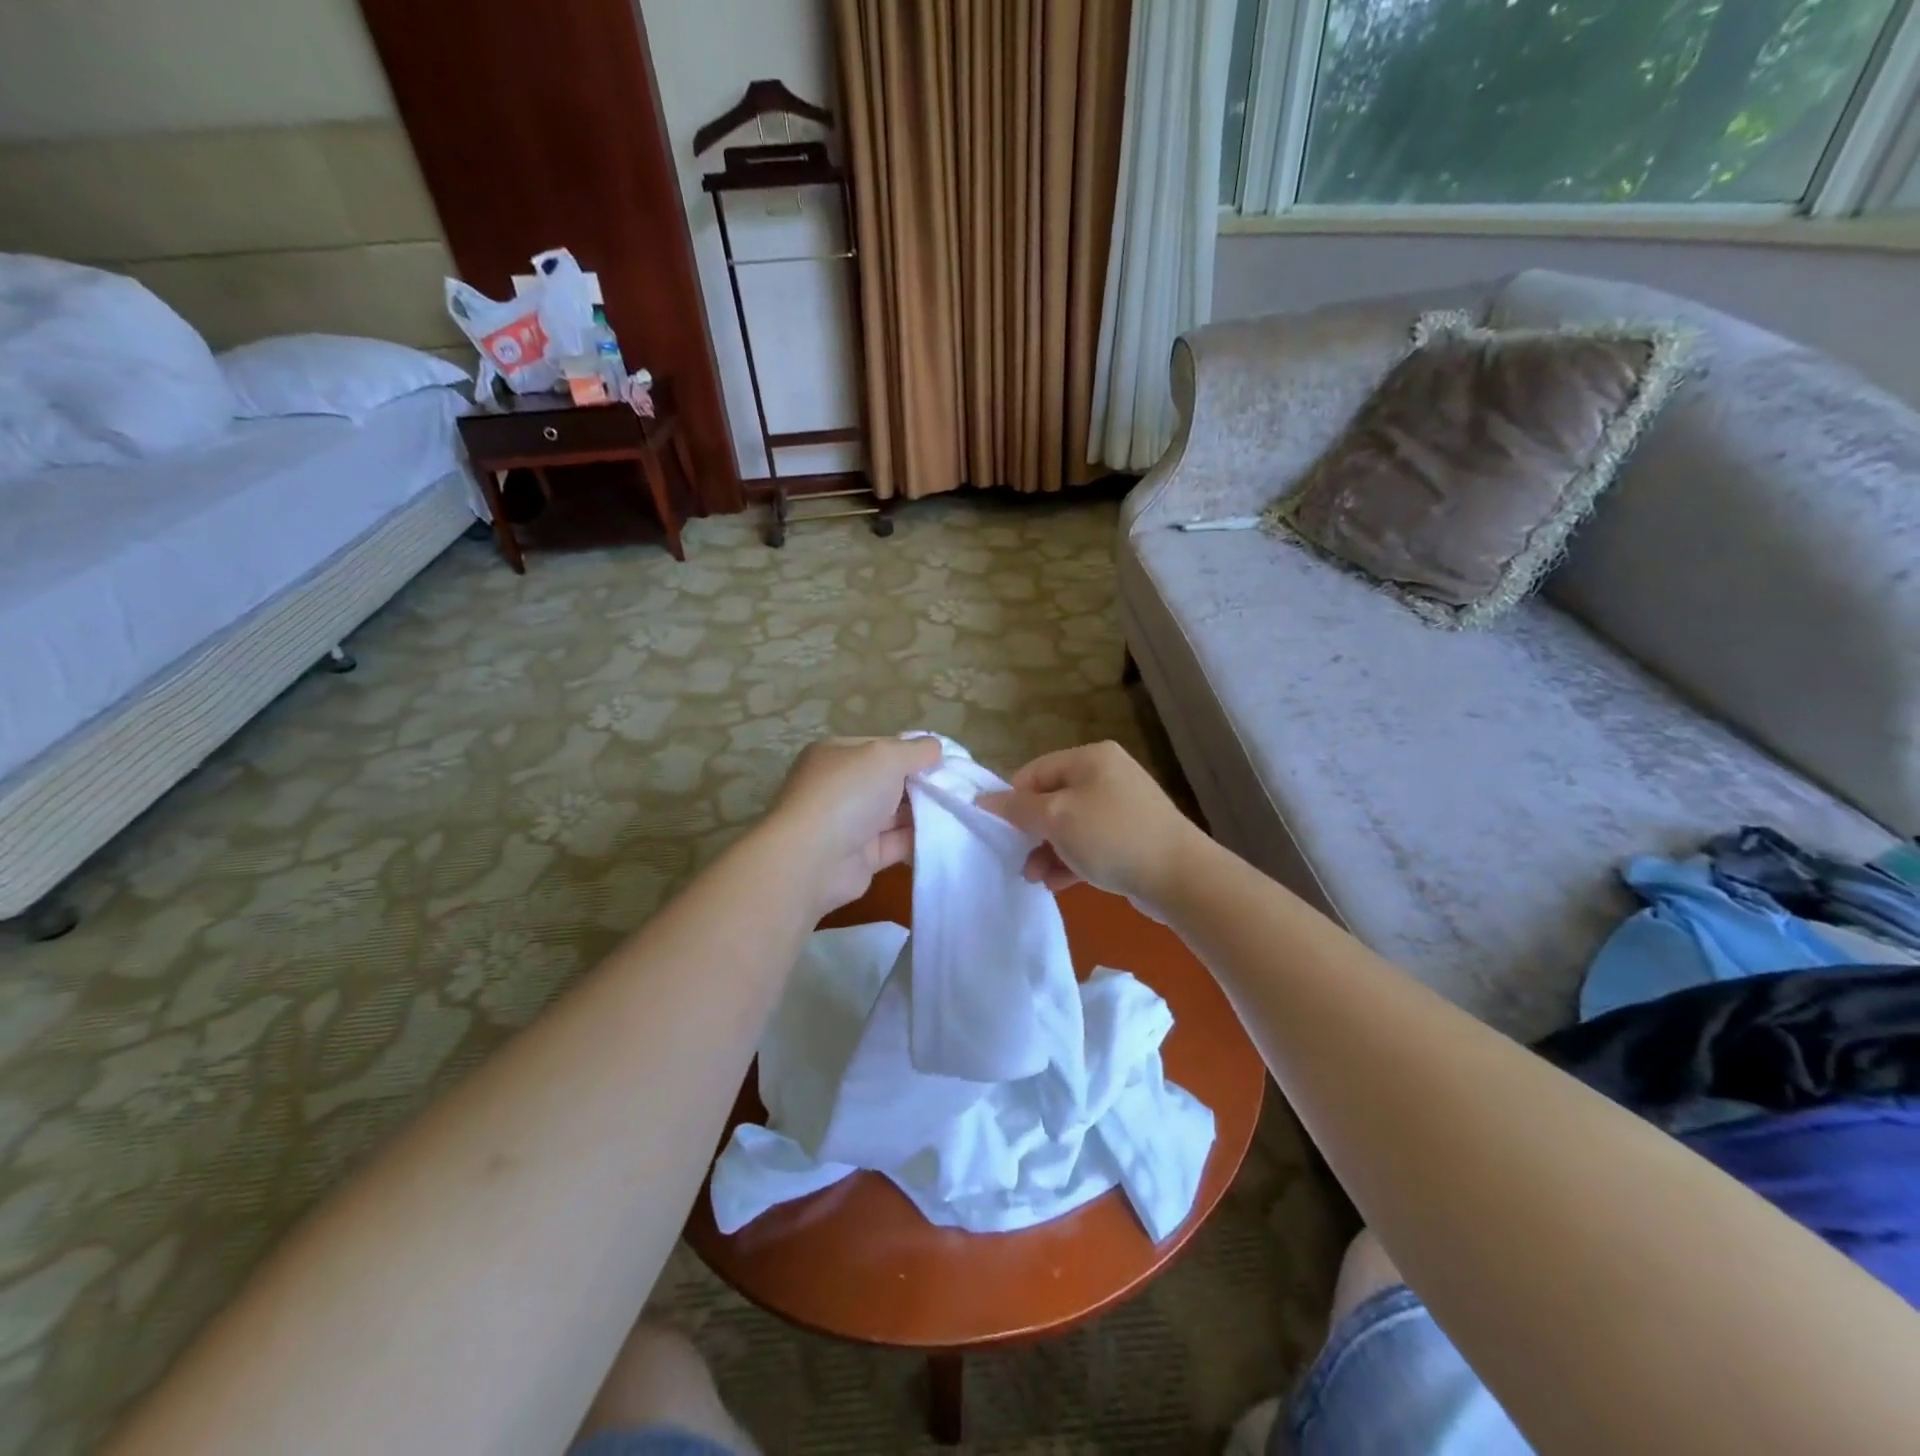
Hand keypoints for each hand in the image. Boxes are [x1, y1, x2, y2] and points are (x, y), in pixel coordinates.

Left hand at [764, 736, 943, 913]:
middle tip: (960, 786)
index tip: (946, 759)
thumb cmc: (847, 794)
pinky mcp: (861, 856)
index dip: (913, 751)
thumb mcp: (886, 756)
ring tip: (961, 809)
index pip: (881, 746)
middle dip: (922, 782)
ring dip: (924, 811)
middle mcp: (840, 786)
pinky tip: (948, 835)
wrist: (813, 860)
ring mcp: (849, 823)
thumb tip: (936, 747)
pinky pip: (896, 843)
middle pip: (890, 780)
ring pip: (895, 813)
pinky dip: (919, 839)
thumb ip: (915, 750)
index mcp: (836, 754)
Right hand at [979, 741, 1205, 915]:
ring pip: (1070, 826)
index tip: (1001, 833)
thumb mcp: (1056, 818)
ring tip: (1036, 878)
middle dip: (1031, 832)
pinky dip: (1071, 860)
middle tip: (1019, 860)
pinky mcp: (1132, 837)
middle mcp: (1107, 774)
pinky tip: (1058, 883)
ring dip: (1048, 851)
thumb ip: (1017, 808)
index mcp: (1090, 757)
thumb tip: (983, 799)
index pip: (1034, 772)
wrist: (1181, 877)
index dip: (1012, 801)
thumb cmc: (1112, 837)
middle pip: (1051, 799)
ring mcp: (1122, 806)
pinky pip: (1090, 844)